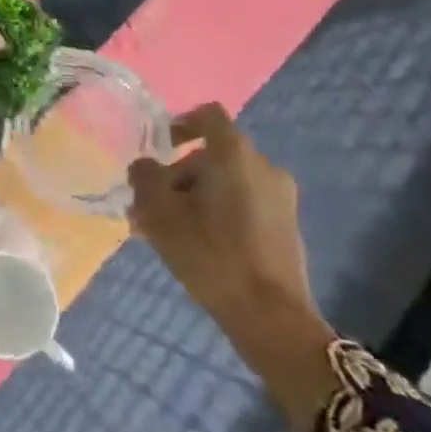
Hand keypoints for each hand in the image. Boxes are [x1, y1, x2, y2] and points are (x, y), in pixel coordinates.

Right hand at [130, 105, 338, 431]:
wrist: (270, 316)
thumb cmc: (209, 252)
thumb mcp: (158, 212)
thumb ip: (144, 177)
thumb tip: (145, 166)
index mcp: (234, 155)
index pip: (208, 116)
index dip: (180, 122)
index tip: (158, 145)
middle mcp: (263, 167)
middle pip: (211, 156)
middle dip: (178, 175)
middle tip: (149, 204)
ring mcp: (281, 198)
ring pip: (225, 183)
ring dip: (194, 197)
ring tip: (166, 230)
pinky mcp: (286, 226)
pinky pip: (243, 204)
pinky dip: (218, 213)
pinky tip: (195, 244)